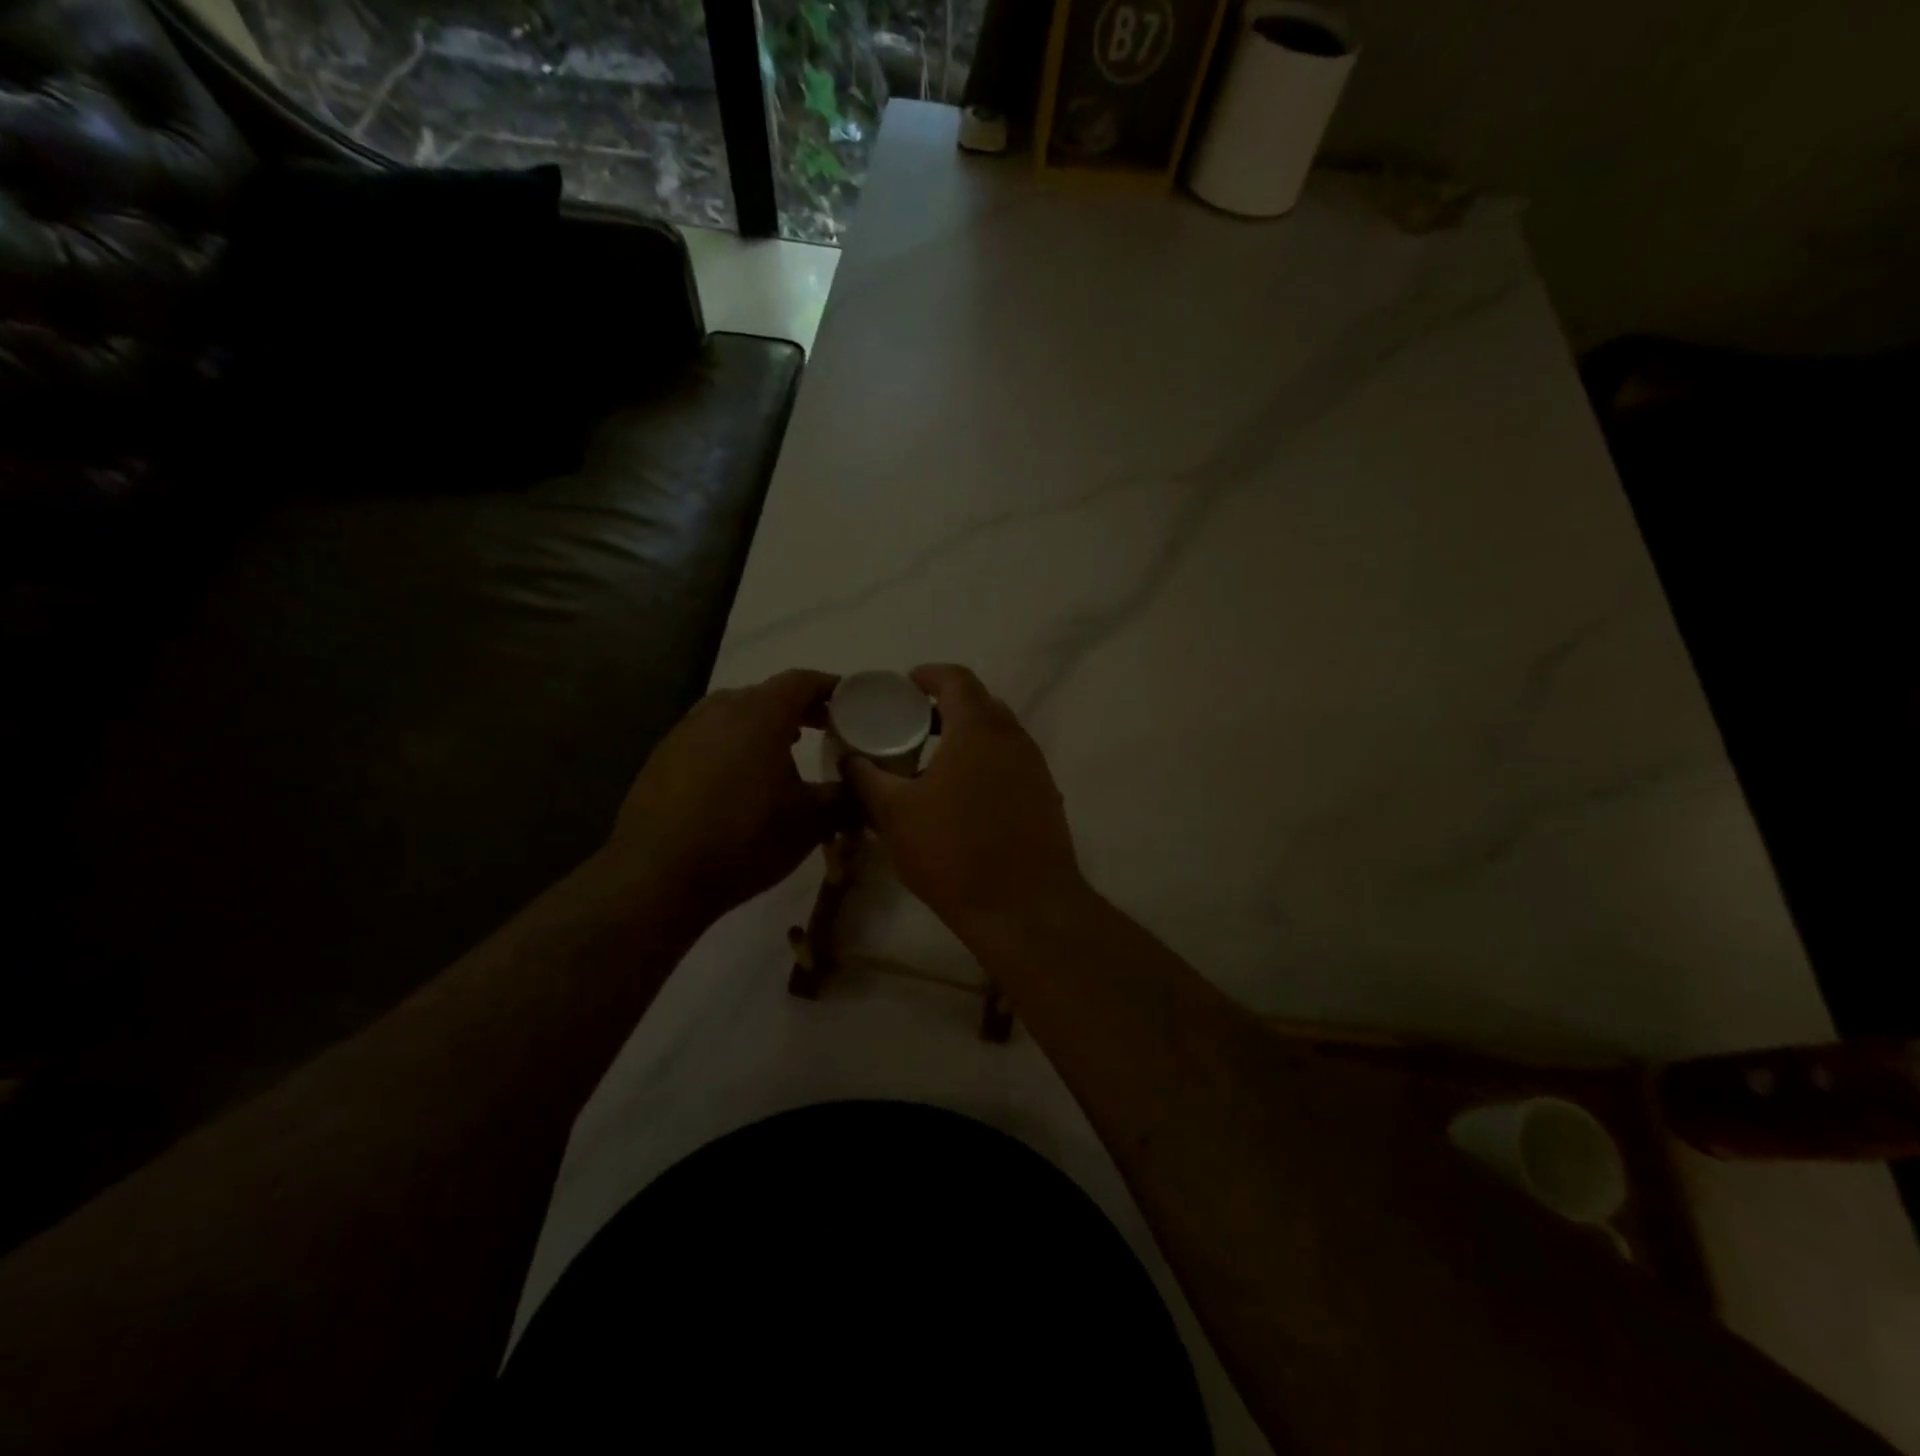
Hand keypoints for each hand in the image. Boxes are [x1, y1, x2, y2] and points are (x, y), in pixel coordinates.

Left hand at [606, 669, 841, 920]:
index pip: (803, 681)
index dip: (833, 688)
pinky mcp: (663, 757)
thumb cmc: (744, 839)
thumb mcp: (811, 821)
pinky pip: (710, 736)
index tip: (855, 704)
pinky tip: (742, 779)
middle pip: (769, 694)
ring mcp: (685, 731)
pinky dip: (736, 745)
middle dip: (803, 708)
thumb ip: (846, 795)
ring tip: (788, 752)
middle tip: (829, 729)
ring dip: (767, 726)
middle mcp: (719, 709)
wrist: (657, 877)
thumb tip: (866, 785)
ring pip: (736, 714)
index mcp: (760, 713)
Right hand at [845, 665, 1088, 947]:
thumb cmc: (954, 852)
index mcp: (979, 728)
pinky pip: (1010, 763)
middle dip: (943, 707)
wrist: (1025, 908)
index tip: (902, 687)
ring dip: (965, 737)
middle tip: (910, 725)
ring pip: (997, 735)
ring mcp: (1035, 768)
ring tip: (931, 761)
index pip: (955, 678)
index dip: (926, 675)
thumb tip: (849, 758)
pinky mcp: (1045, 797)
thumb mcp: (894, 814)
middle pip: (979, 704)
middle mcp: (1014, 738)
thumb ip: (866, 778)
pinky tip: (962, 797)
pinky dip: (984, 763)